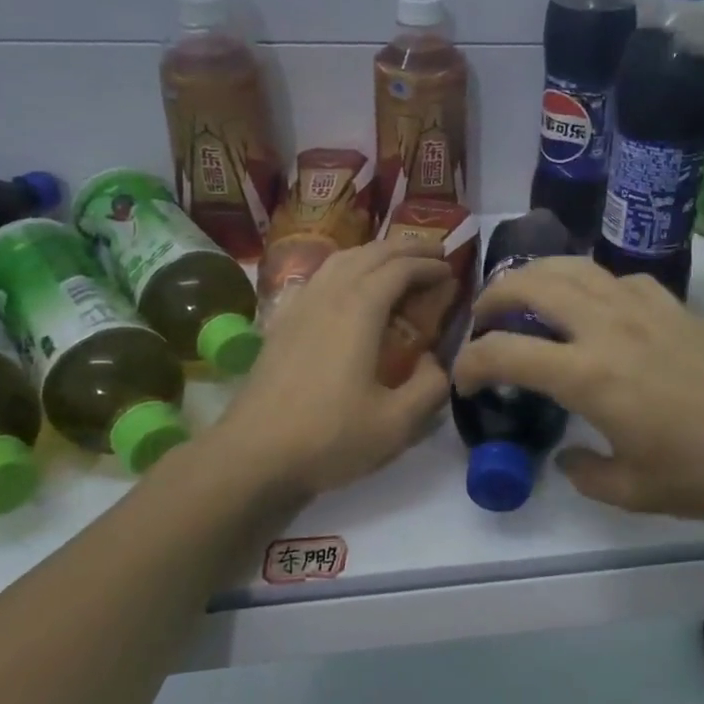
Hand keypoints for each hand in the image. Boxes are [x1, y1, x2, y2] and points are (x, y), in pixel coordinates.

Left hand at [213, 238, 450, 499]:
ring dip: (373, 253)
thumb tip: (437, 362)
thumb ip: (430, 387)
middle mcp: (328, 296)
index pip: (400, 269)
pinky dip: (343, 269)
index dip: (428, 264)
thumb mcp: (396, 423)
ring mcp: (299, 306)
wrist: (253, 456)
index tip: (451, 268)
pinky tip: (345, 287)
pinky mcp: (281, 323)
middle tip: (434, 251)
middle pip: (370, 254)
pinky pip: (317, 278)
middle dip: (405, 247)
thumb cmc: (329, 438)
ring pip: (340, 260)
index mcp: (359, 310)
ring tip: (396, 262)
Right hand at [452, 258, 703, 519]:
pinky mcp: (670, 303)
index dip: (472, 363)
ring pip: (573, 267)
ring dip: (536, 275)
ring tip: (524, 294)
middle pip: (531, 285)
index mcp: (589, 376)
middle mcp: (606, 328)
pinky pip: (616, 277)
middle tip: (483, 320)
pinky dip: (590, 284)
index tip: (465, 380)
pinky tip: (595, 306)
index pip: (506, 352)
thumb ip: (587, 475)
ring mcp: (641, 307)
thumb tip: (568, 458)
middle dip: (493, 296)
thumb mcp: (636, 492)